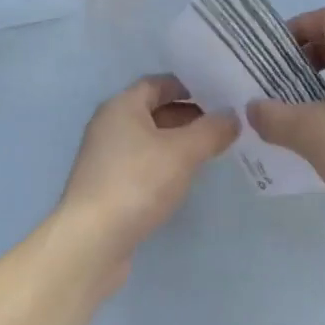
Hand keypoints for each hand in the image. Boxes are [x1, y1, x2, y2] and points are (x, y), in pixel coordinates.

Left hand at [53, 75, 237, 295]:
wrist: (92, 241)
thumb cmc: (136, 182)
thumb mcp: (181, 152)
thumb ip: (210, 131)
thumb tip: (232, 116)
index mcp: (122, 105)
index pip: (158, 83)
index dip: (188, 85)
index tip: (218, 94)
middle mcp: (110, 124)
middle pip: (153, 110)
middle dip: (187, 115)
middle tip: (222, 123)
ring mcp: (106, 156)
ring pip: (148, 139)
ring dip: (177, 141)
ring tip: (210, 150)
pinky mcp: (107, 185)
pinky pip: (142, 163)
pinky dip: (164, 163)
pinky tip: (184, 178)